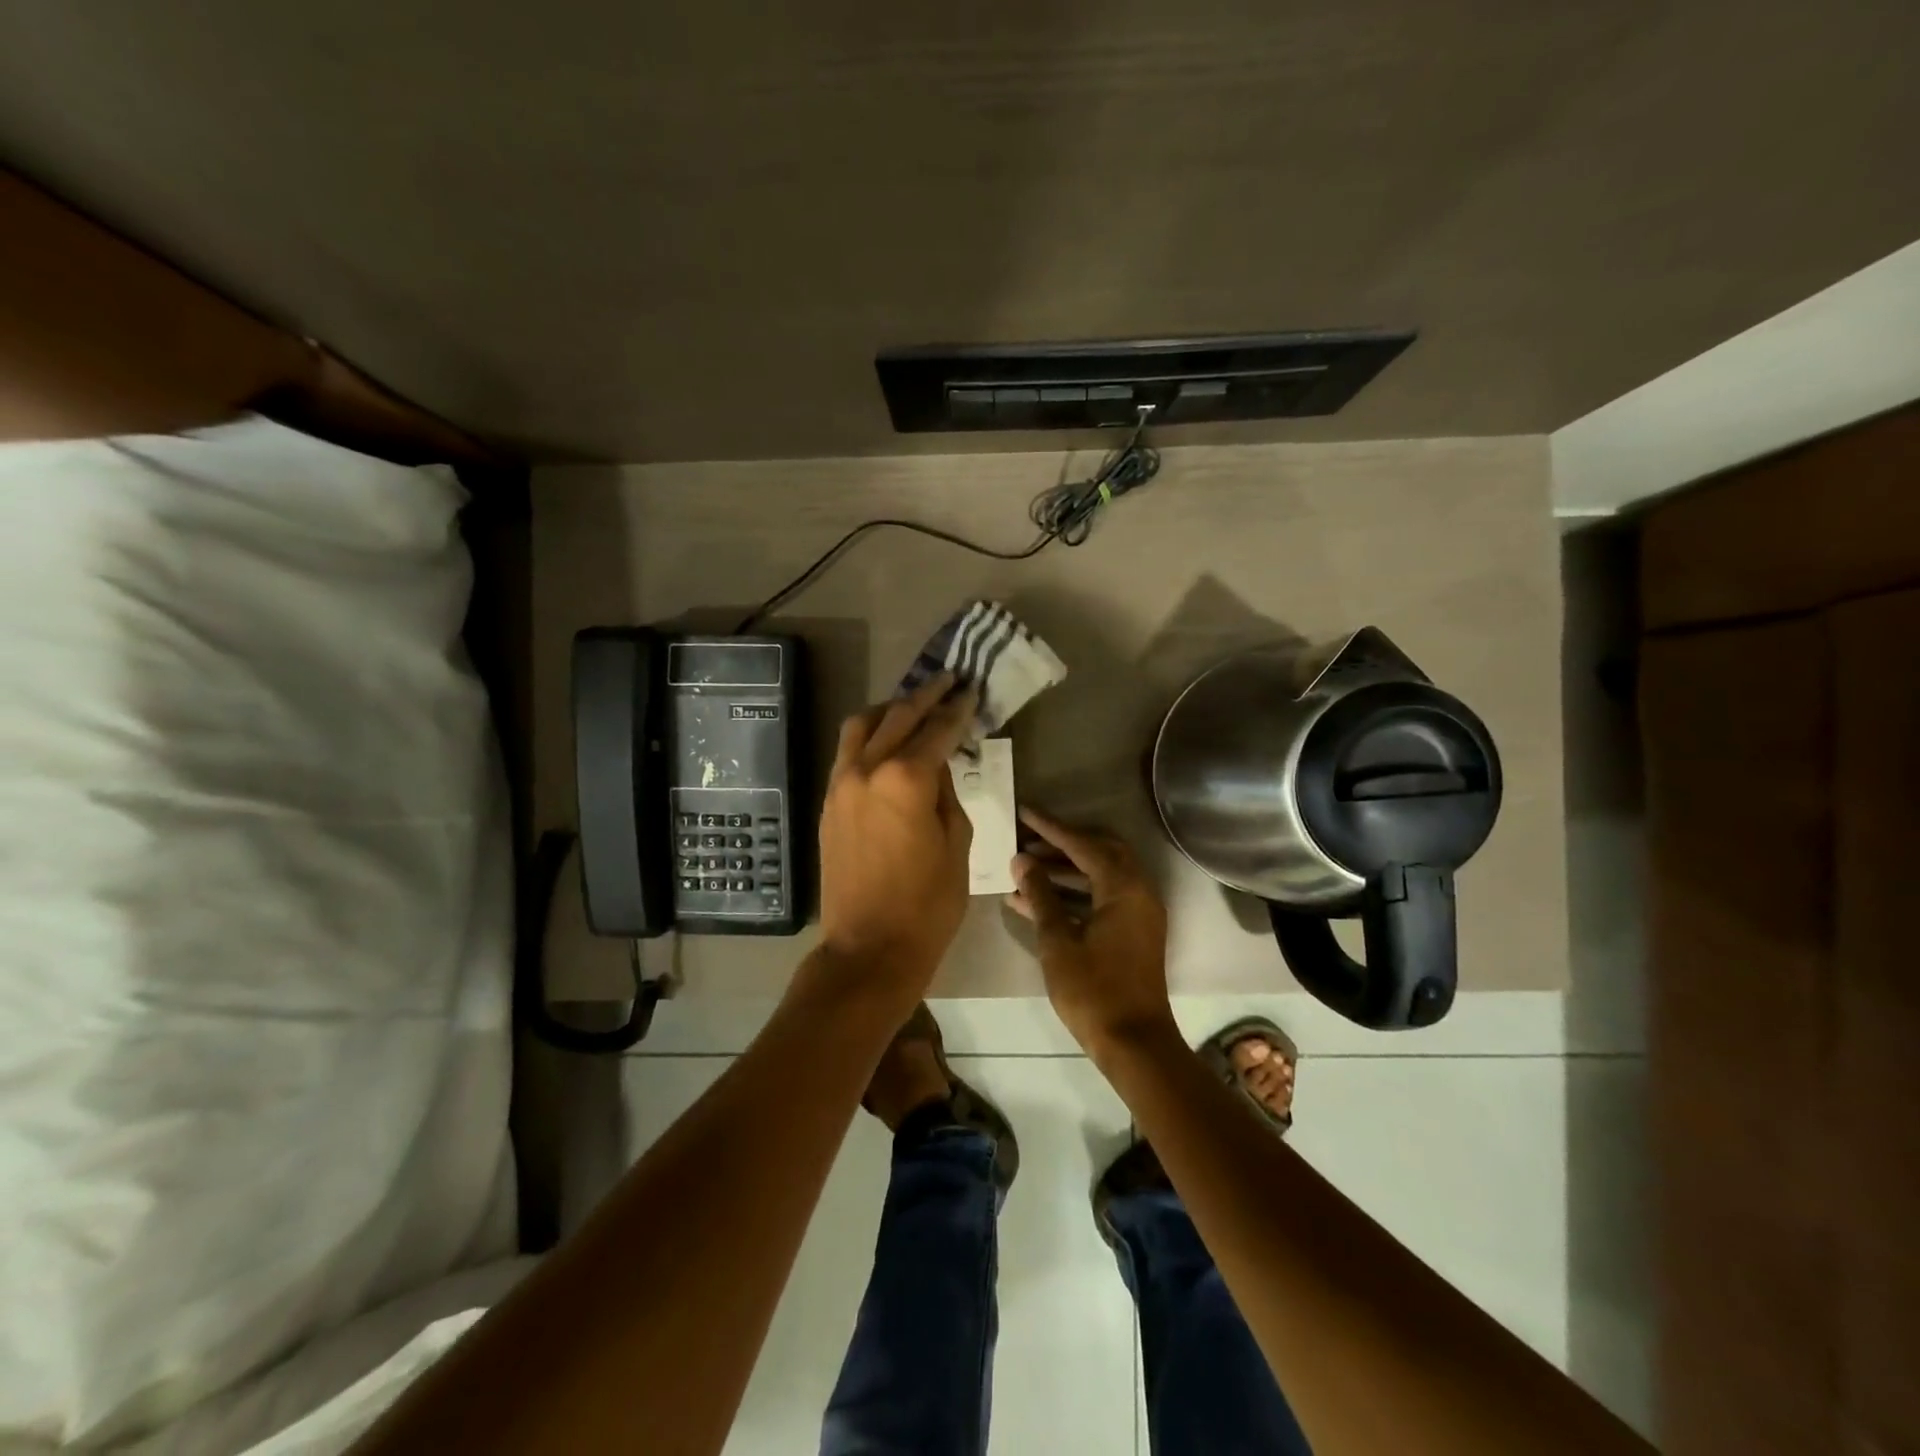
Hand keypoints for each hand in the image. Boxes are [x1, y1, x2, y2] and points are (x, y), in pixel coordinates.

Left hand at [816, 673, 977, 1003]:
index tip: (971, 691)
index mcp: (905, 780)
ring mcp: (840, 784)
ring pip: (861, 726)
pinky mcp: (828, 802)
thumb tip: (935, 766)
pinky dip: (868, 736)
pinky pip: (847, 752)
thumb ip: (946, 793)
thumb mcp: (956, 844)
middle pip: (898, 717)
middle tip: (948, 681)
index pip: (937, 730)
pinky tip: (885, 741)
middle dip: (926, 696)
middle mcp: (866, 770)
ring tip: (912, 705)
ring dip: (889, 709)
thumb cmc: (927, 904)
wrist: (868, 948)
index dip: (957, 709)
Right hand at [1005, 807, 1172, 1053]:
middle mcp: (1138, 891)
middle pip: (1099, 852)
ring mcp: (1139, 912)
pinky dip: (1075, 893)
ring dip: (1066, 869)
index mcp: (1124, 888)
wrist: (1133, 1043)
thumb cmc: (1093, 991)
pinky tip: (1036, 901)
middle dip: (1062, 843)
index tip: (1024, 812)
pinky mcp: (1133, 932)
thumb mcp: (1058, 941)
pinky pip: (1103, 897)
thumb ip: (1040, 895)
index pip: (1083, 845)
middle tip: (1028, 840)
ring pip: (1101, 875)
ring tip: (1025, 869)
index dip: (1051, 828)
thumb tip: (1022, 861)